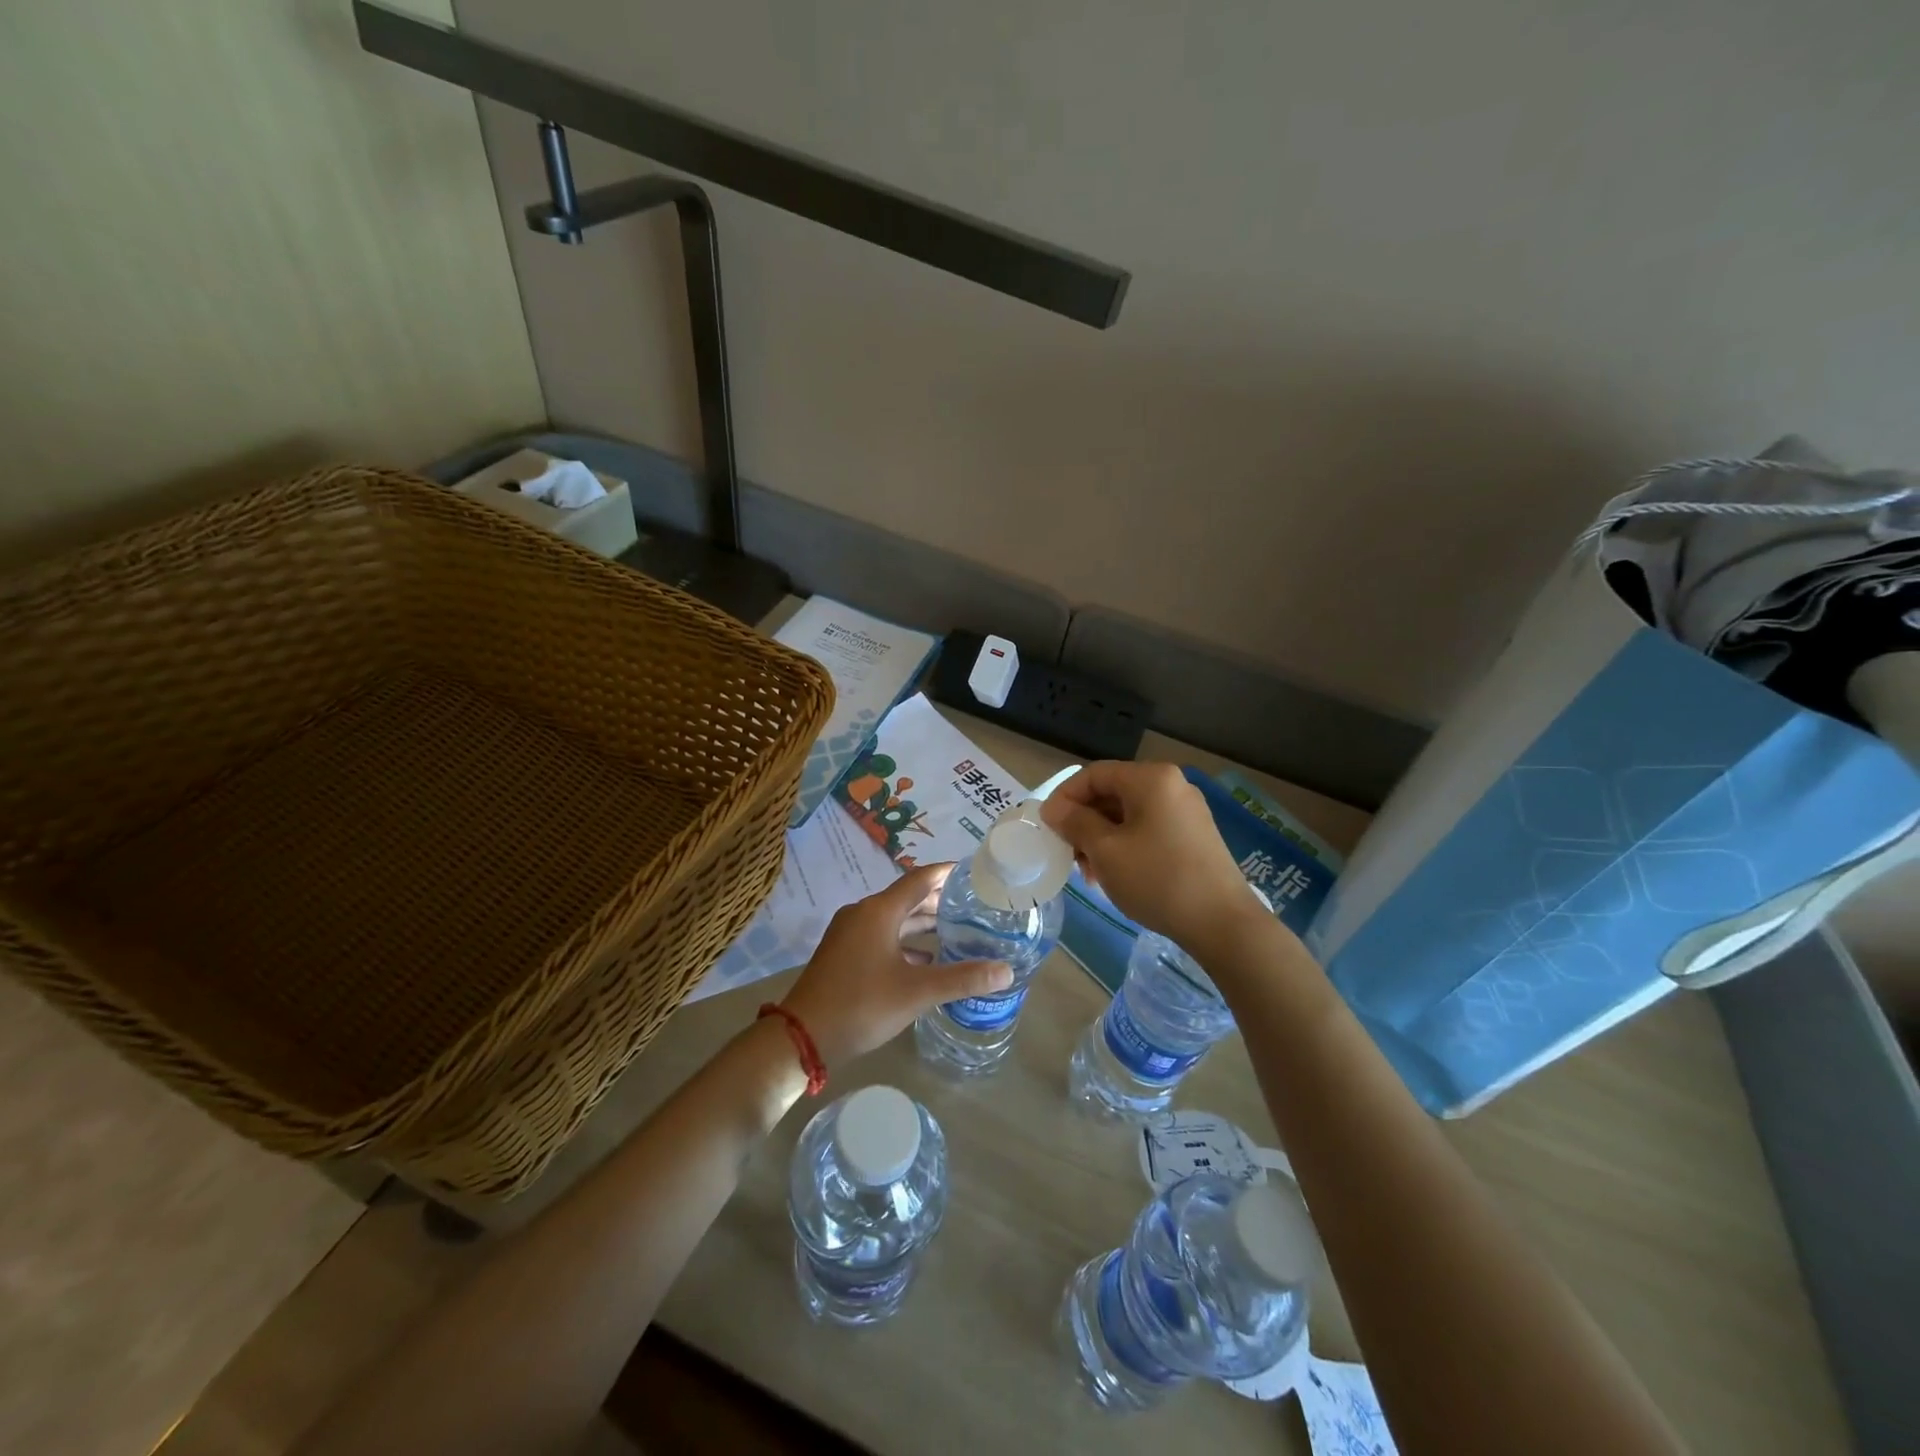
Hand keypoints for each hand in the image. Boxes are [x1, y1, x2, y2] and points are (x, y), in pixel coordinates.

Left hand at [780, 864, 1012, 1066]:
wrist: (802, 1036)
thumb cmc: (861, 1004)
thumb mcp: (917, 992)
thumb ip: (962, 978)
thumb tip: (1006, 970)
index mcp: (879, 911)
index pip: (920, 878)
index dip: (948, 872)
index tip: (975, 872)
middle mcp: (864, 914)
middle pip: (908, 897)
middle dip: (940, 900)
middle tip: (975, 904)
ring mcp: (851, 934)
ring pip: (895, 920)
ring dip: (923, 923)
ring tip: (958, 930)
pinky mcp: (845, 954)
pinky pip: (883, 937)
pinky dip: (906, 942)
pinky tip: (928, 960)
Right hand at [1041, 761, 1264, 955]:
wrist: (1222, 923)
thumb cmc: (1158, 879)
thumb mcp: (1106, 851)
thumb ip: (1075, 823)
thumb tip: (1054, 809)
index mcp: (1151, 779)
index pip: (1094, 774)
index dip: (1065, 797)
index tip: (1047, 827)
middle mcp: (1172, 785)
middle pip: (1112, 793)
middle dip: (1084, 823)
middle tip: (1068, 855)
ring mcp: (1187, 811)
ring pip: (1129, 815)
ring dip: (1102, 838)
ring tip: (1090, 874)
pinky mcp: (1195, 836)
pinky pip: (1148, 829)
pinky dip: (1125, 846)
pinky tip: (1116, 875)